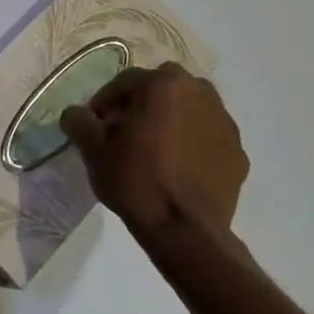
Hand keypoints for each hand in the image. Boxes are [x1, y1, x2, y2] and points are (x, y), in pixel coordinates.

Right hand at [61, 62, 248, 238]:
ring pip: (191, 106)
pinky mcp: (238, 151)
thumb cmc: (136, 181)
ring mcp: (224, 122)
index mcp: (163, 85)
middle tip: (127, 129)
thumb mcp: (93, 150)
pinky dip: (194, 141)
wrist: (186, 232)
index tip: (96, 124)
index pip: (126, 81)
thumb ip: (79, 121)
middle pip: (163, 86)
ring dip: (172, 116)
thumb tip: (76, 114)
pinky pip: (208, 135)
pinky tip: (180, 166)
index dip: (105, 101)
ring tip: (156, 146)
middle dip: (144, 101)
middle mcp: (199, 93)